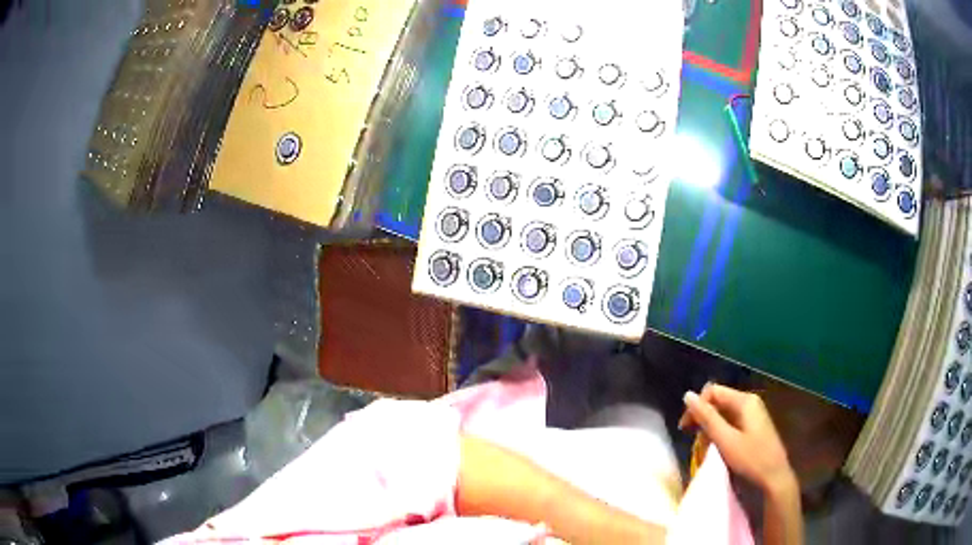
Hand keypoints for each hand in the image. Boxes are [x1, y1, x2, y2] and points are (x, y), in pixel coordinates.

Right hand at [679, 384, 795, 495]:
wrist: (774, 476)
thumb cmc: (750, 458)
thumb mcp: (725, 440)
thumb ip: (707, 418)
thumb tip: (687, 395)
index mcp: (744, 401)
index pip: (712, 391)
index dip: (696, 407)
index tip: (685, 429)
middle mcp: (749, 402)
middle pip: (718, 400)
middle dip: (702, 417)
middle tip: (691, 438)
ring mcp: (753, 413)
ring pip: (724, 412)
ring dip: (710, 426)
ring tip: (702, 445)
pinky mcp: (753, 425)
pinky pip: (731, 421)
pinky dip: (720, 431)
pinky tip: (716, 445)